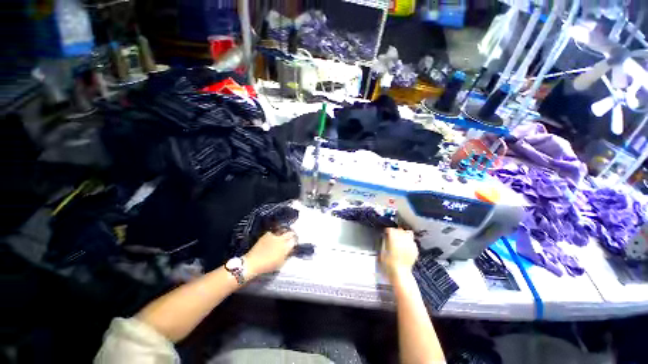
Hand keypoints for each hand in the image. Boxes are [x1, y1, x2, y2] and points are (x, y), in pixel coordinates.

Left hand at [244, 231, 296, 277]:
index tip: (295, 242)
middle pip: (290, 233)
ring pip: (282, 231)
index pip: (294, 240)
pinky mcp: (267, 234)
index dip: (295, 241)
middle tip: (291, 237)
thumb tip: (291, 249)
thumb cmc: (267, 266)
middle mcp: (281, 239)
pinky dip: (275, 235)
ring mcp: (274, 236)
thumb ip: (287, 254)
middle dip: (292, 235)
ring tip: (283, 237)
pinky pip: (274, 233)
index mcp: (286, 247)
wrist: (252, 263)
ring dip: (284, 234)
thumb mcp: (281, 262)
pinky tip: (273, 239)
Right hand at [380, 228, 418, 280]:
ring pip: (407, 233)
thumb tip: (386, 236)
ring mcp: (410, 245)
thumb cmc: (389, 264)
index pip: (391, 230)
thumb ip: (385, 242)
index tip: (386, 233)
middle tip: (392, 236)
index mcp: (394, 240)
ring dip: (403, 235)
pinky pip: (412, 241)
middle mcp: (403, 241)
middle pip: (399, 230)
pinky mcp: (415, 250)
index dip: (388, 231)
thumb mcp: (383, 251)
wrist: (401, 274)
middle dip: (395, 232)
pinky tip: (405, 246)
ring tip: (400, 239)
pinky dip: (408, 241)